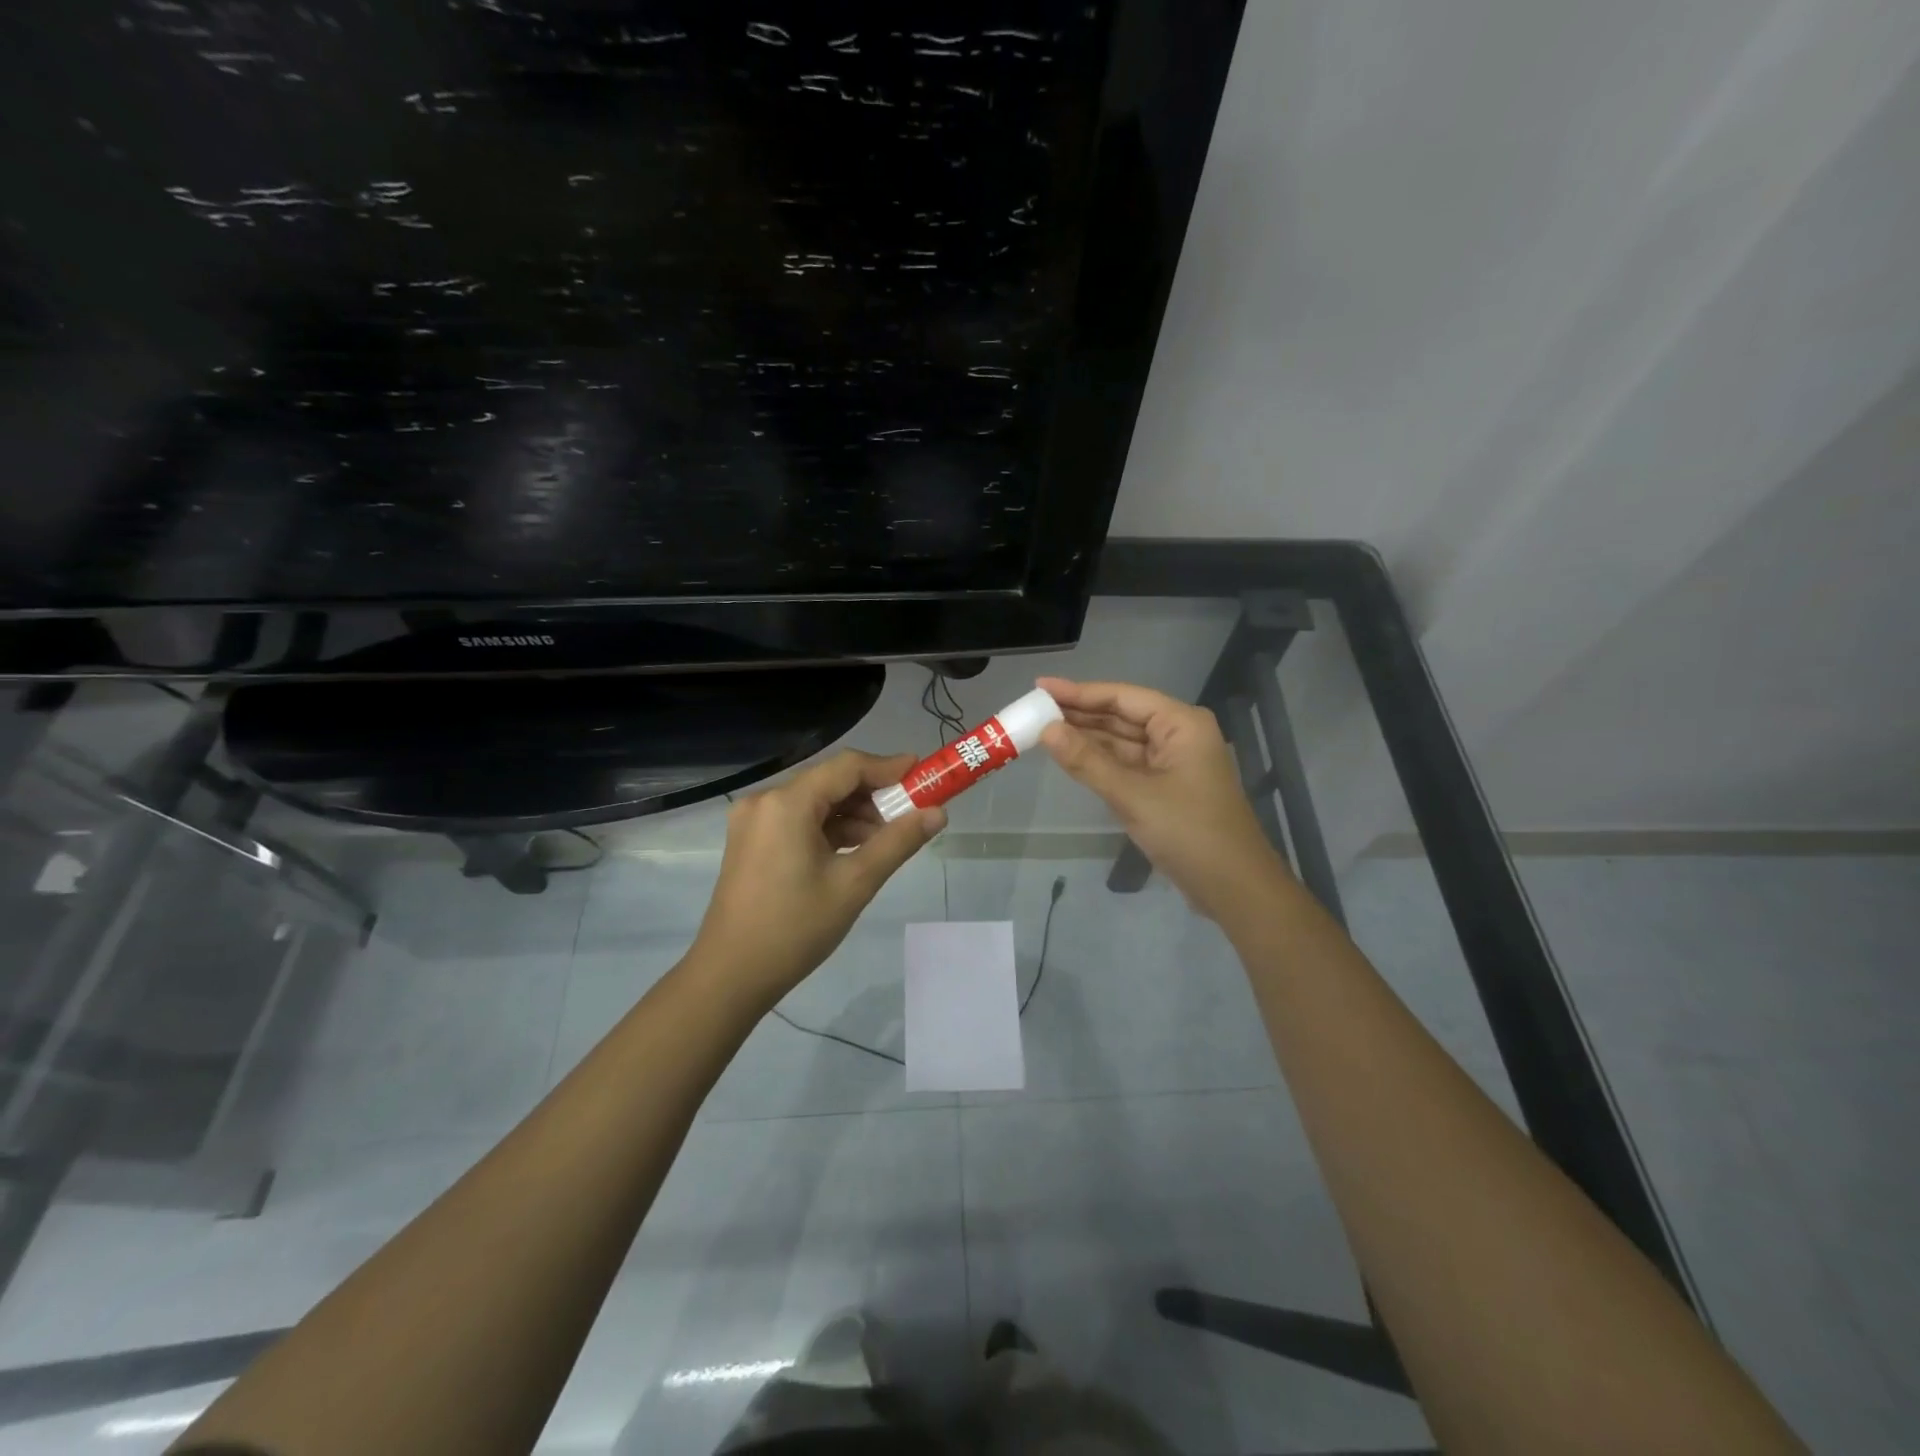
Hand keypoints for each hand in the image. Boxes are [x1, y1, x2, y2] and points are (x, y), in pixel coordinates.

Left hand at [688, 751, 945, 1007]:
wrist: (731, 975)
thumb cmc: (795, 928)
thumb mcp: (854, 883)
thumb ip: (898, 841)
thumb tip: (938, 813)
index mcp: (787, 803)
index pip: (847, 766)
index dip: (889, 767)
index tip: (924, 775)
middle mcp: (766, 799)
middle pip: (831, 780)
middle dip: (873, 794)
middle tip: (912, 813)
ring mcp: (754, 820)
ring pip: (816, 800)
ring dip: (853, 813)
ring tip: (888, 839)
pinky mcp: (752, 839)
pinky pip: (799, 818)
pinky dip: (830, 827)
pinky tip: (857, 849)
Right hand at [1037, 677, 1284, 918]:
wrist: (1234, 888)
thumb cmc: (1189, 833)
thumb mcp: (1133, 795)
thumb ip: (1087, 761)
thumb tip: (1046, 730)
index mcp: (1181, 723)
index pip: (1122, 696)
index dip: (1079, 692)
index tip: (1040, 687)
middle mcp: (1179, 734)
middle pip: (1122, 715)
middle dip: (1079, 713)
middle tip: (1034, 709)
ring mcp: (1173, 762)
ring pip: (1122, 741)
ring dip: (1086, 737)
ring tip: (1042, 730)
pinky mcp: (1166, 787)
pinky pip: (1127, 764)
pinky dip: (1100, 761)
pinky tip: (1070, 756)